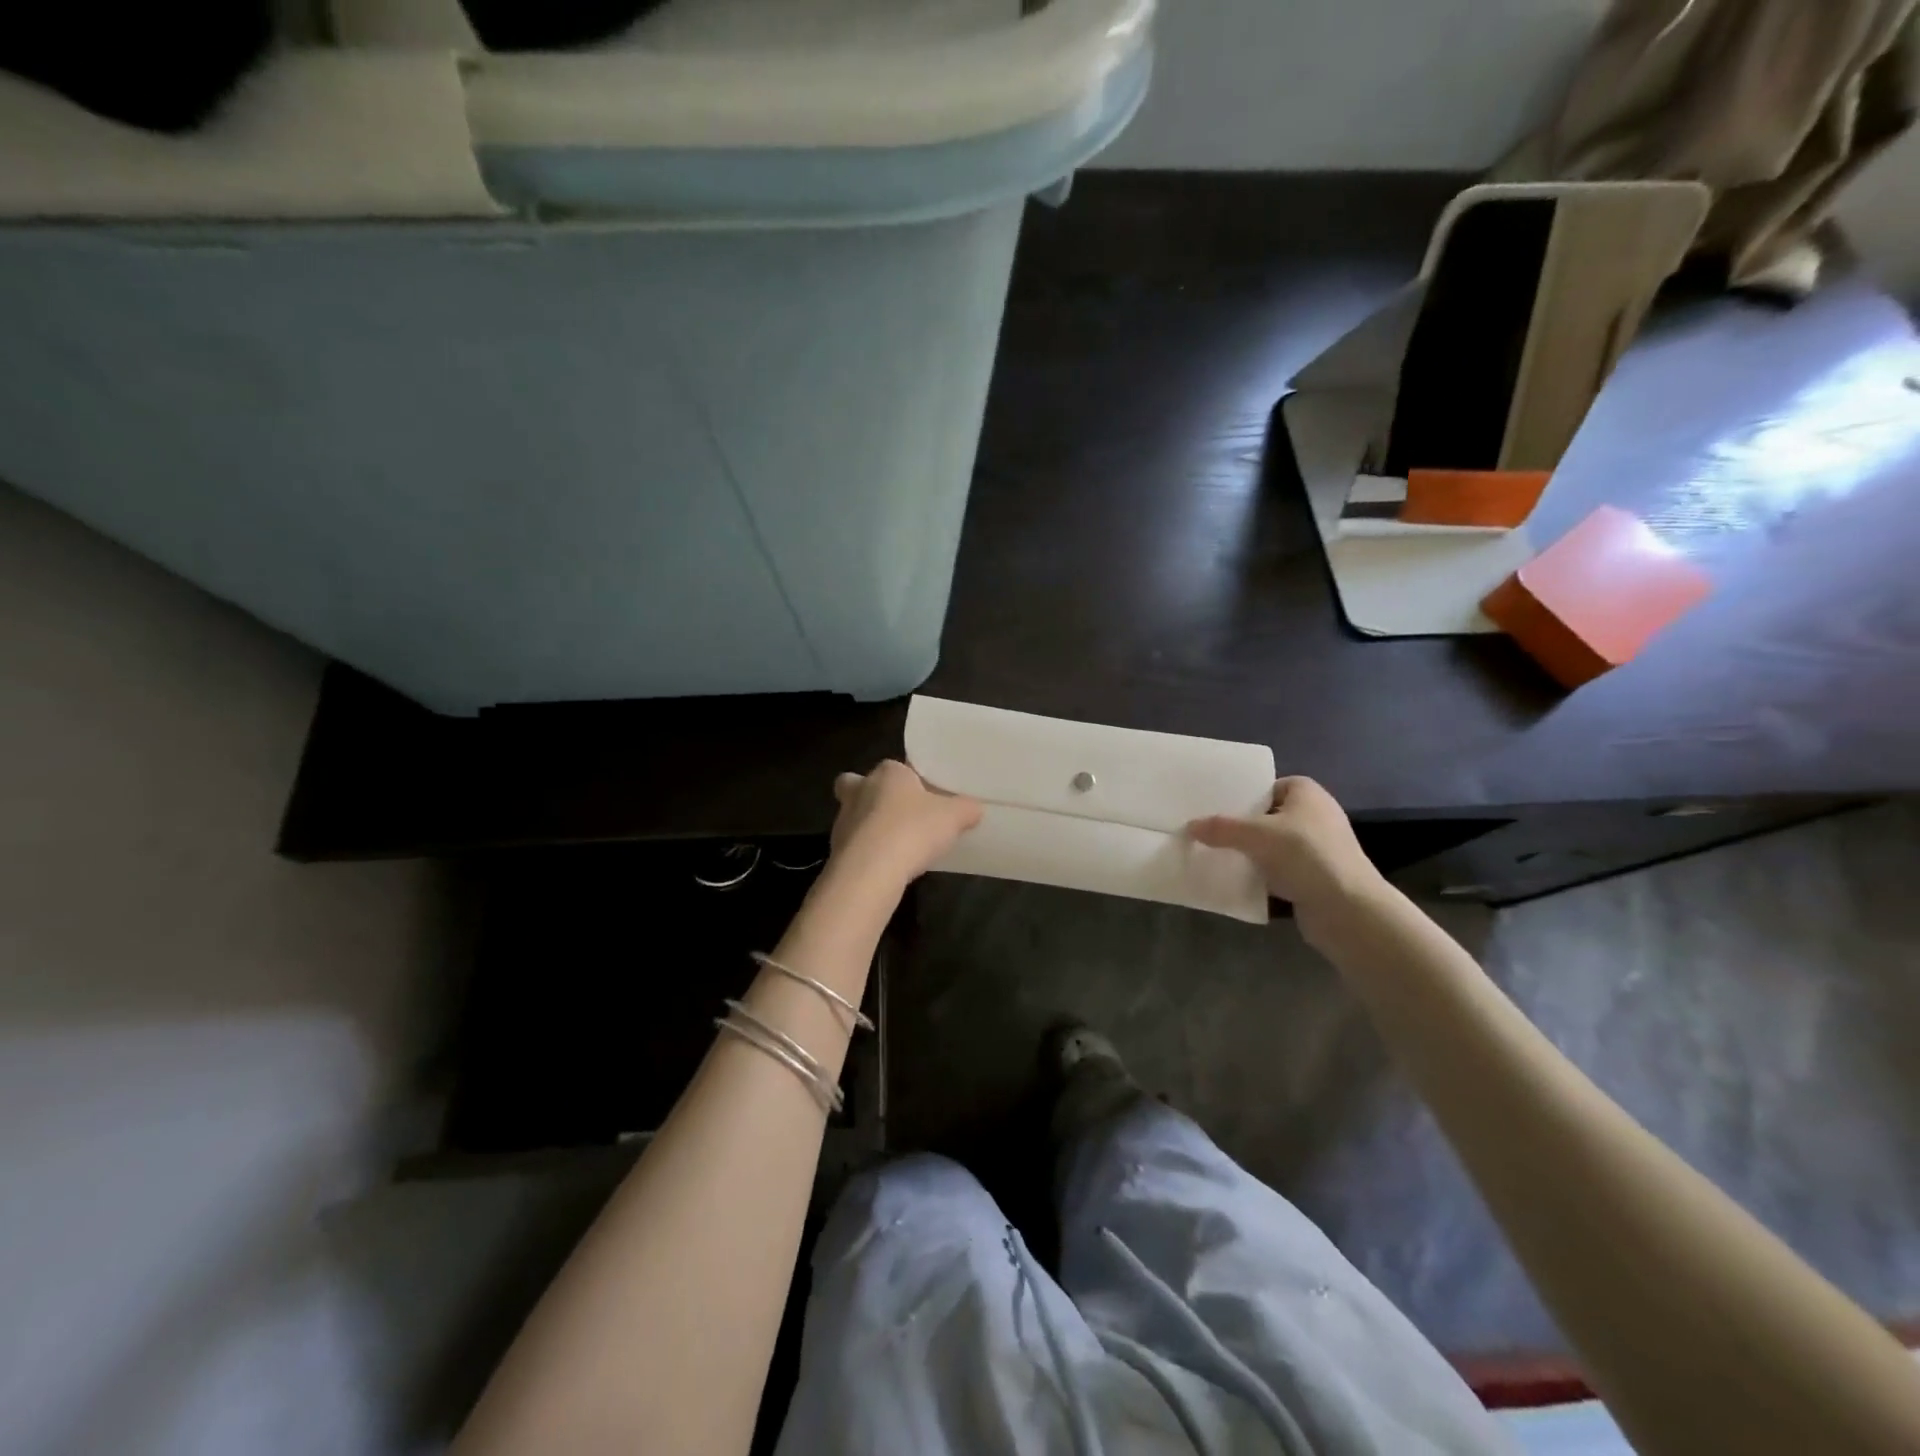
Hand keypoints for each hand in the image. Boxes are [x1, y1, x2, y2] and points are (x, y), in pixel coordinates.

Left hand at [828, 761, 981, 887]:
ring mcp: (843, 821)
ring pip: (852, 815)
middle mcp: (859, 790)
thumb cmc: (913, 830)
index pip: (893, 766)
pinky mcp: (837, 850)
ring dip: (868, 827)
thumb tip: (974, 809)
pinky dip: (866, 853)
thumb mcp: (954, 817)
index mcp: (887, 773)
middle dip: (869, 794)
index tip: (922, 794)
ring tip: (895, 845)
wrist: (871, 871)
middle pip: (856, 784)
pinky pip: (853, 845)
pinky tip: (886, 866)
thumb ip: (967, 809)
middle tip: (894, 812)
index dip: (906, 779)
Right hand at [1189, 777, 1385, 941]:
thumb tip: (1190, 826)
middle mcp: (1316, 816)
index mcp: (1307, 794)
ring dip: (1251, 852)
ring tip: (1218, 855)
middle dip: (1243, 826)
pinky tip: (1239, 880)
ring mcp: (1318, 848)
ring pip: (1273, 845)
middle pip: (1269, 816)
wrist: (1347, 909)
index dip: (1246, 794)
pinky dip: (1263, 875)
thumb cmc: (1305, 856)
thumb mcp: (1255, 836)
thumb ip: (1221, 828)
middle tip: (1210, 831)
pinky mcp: (1316, 877)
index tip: (1218, 806)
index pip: (1270, 786)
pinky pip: (1281, 870)